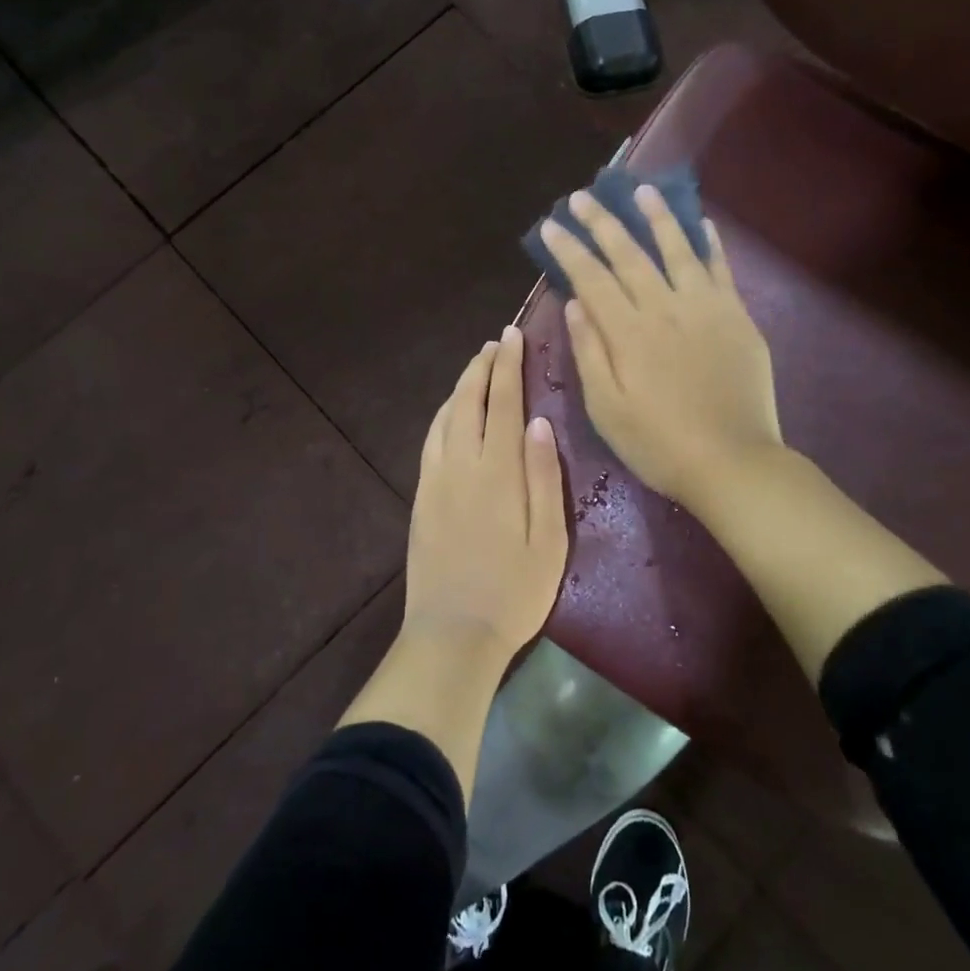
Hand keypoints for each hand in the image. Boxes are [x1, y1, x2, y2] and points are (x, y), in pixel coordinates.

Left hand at [403, 327, 567, 662]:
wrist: (452, 634)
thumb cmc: (514, 592)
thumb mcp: (548, 541)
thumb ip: (543, 477)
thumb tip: (539, 422)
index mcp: (497, 472)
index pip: (502, 403)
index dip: (508, 366)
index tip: (513, 337)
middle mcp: (460, 465)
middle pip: (468, 400)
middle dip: (482, 366)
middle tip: (496, 342)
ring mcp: (435, 479)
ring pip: (445, 416)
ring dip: (461, 386)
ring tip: (477, 368)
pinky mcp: (421, 496)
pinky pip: (431, 440)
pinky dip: (444, 414)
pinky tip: (452, 413)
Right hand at [540, 185, 782, 516]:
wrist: (733, 462)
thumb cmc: (658, 443)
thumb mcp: (607, 408)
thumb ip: (589, 352)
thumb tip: (574, 303)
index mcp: (628, 332)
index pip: (591, 278)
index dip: (569, 249)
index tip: (551, 224)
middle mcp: (665, 308)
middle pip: (629, 254)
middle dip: (603, 222)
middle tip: (583, 196)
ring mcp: (705, 308)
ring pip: (677, 249)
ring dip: (657, 217)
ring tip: (642, 190)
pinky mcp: (736, 316)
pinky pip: (720, 269)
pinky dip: (709, 243)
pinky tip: (701, 222)